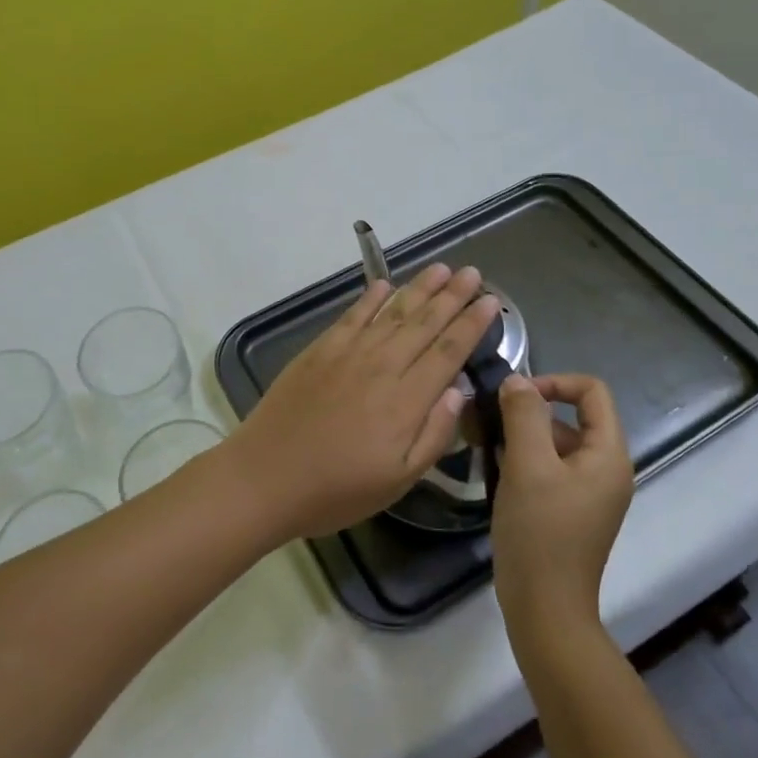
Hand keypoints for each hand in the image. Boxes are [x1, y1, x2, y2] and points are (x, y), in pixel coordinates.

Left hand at [219, 263, 499, 541]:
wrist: (266, 476)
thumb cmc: (337, 489)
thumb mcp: (398, 480)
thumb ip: (434, 434)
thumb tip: (459, 390)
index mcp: (406, 400)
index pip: (448, 352)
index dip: (471, 324)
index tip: (491, 301)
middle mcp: (382, 366)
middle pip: (424, 323)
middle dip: (452, 296)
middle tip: (473, 273)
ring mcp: (348, 354)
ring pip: (392, 312)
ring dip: (419, 289)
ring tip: (441, 268)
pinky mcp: (319, 350)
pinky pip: (352, 316)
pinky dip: (370, 298)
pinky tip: (384, 284)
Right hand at [491, 373, 634, 633]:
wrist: (544, 609)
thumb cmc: (540, 532)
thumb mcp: (527, 465)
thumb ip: (523, 415)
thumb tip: (517, 381)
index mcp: (608, 454)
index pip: (592, 391)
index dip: (554, 382)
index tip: (515, 397)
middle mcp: (605, 469)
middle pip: (571, 417)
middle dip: (529, 413)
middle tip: (487, 422)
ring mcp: (588, 492)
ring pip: (555, 444)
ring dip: (520, 437)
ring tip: (484, 447)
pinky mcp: (569, 510)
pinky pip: (548, 469)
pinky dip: (522, 462)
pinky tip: (494, 472)